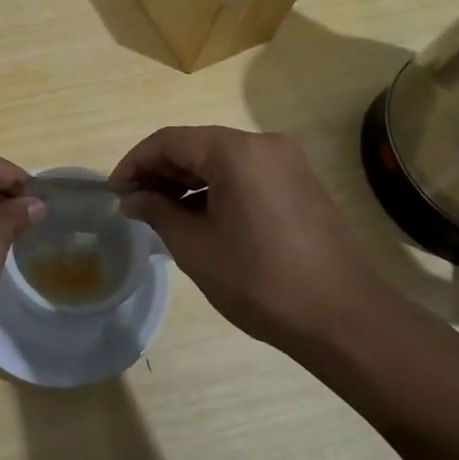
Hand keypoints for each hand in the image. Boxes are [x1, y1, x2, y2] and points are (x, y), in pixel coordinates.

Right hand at [110, 126, 385, 346]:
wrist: (343, 318)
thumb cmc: (260, 279)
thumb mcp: (195, 246)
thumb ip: (157, 212)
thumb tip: (132, 198)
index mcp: (235, 151)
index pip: (169, 140)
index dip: (135, 162)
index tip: (115, 190)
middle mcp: (264, 144)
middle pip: (197, 145)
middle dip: (161, 171)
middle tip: (134, 203)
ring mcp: (288, 163)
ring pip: (222, 159)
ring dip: (188, 180)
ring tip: (162, 213)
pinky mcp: (301, 185)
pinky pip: (246, 174)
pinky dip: (217, 188)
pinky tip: (200, 217)